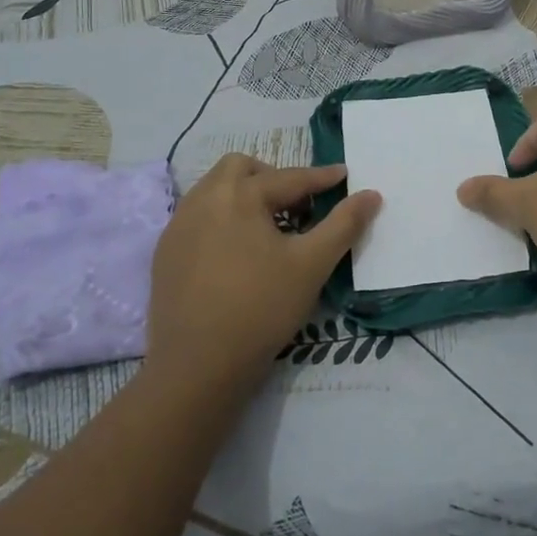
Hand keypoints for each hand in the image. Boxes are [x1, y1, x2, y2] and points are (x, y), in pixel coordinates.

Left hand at [148, 156, 380, 394]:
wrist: (197, 366)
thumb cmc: (261, 308)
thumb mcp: (312, 264)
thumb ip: (344, 224)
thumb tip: (371, 194)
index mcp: (239, 195)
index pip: (289, 178)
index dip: (321, 177)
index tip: (344, 174)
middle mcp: (203, 199)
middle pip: (241, 169)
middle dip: (273, 177)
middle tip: (298, 205)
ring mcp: (178, 226)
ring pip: (214, 190)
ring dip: (244, 195)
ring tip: (269, 226)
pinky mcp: (165, 253)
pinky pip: (197, 217)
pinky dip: (222, 218)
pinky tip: (236, 252)